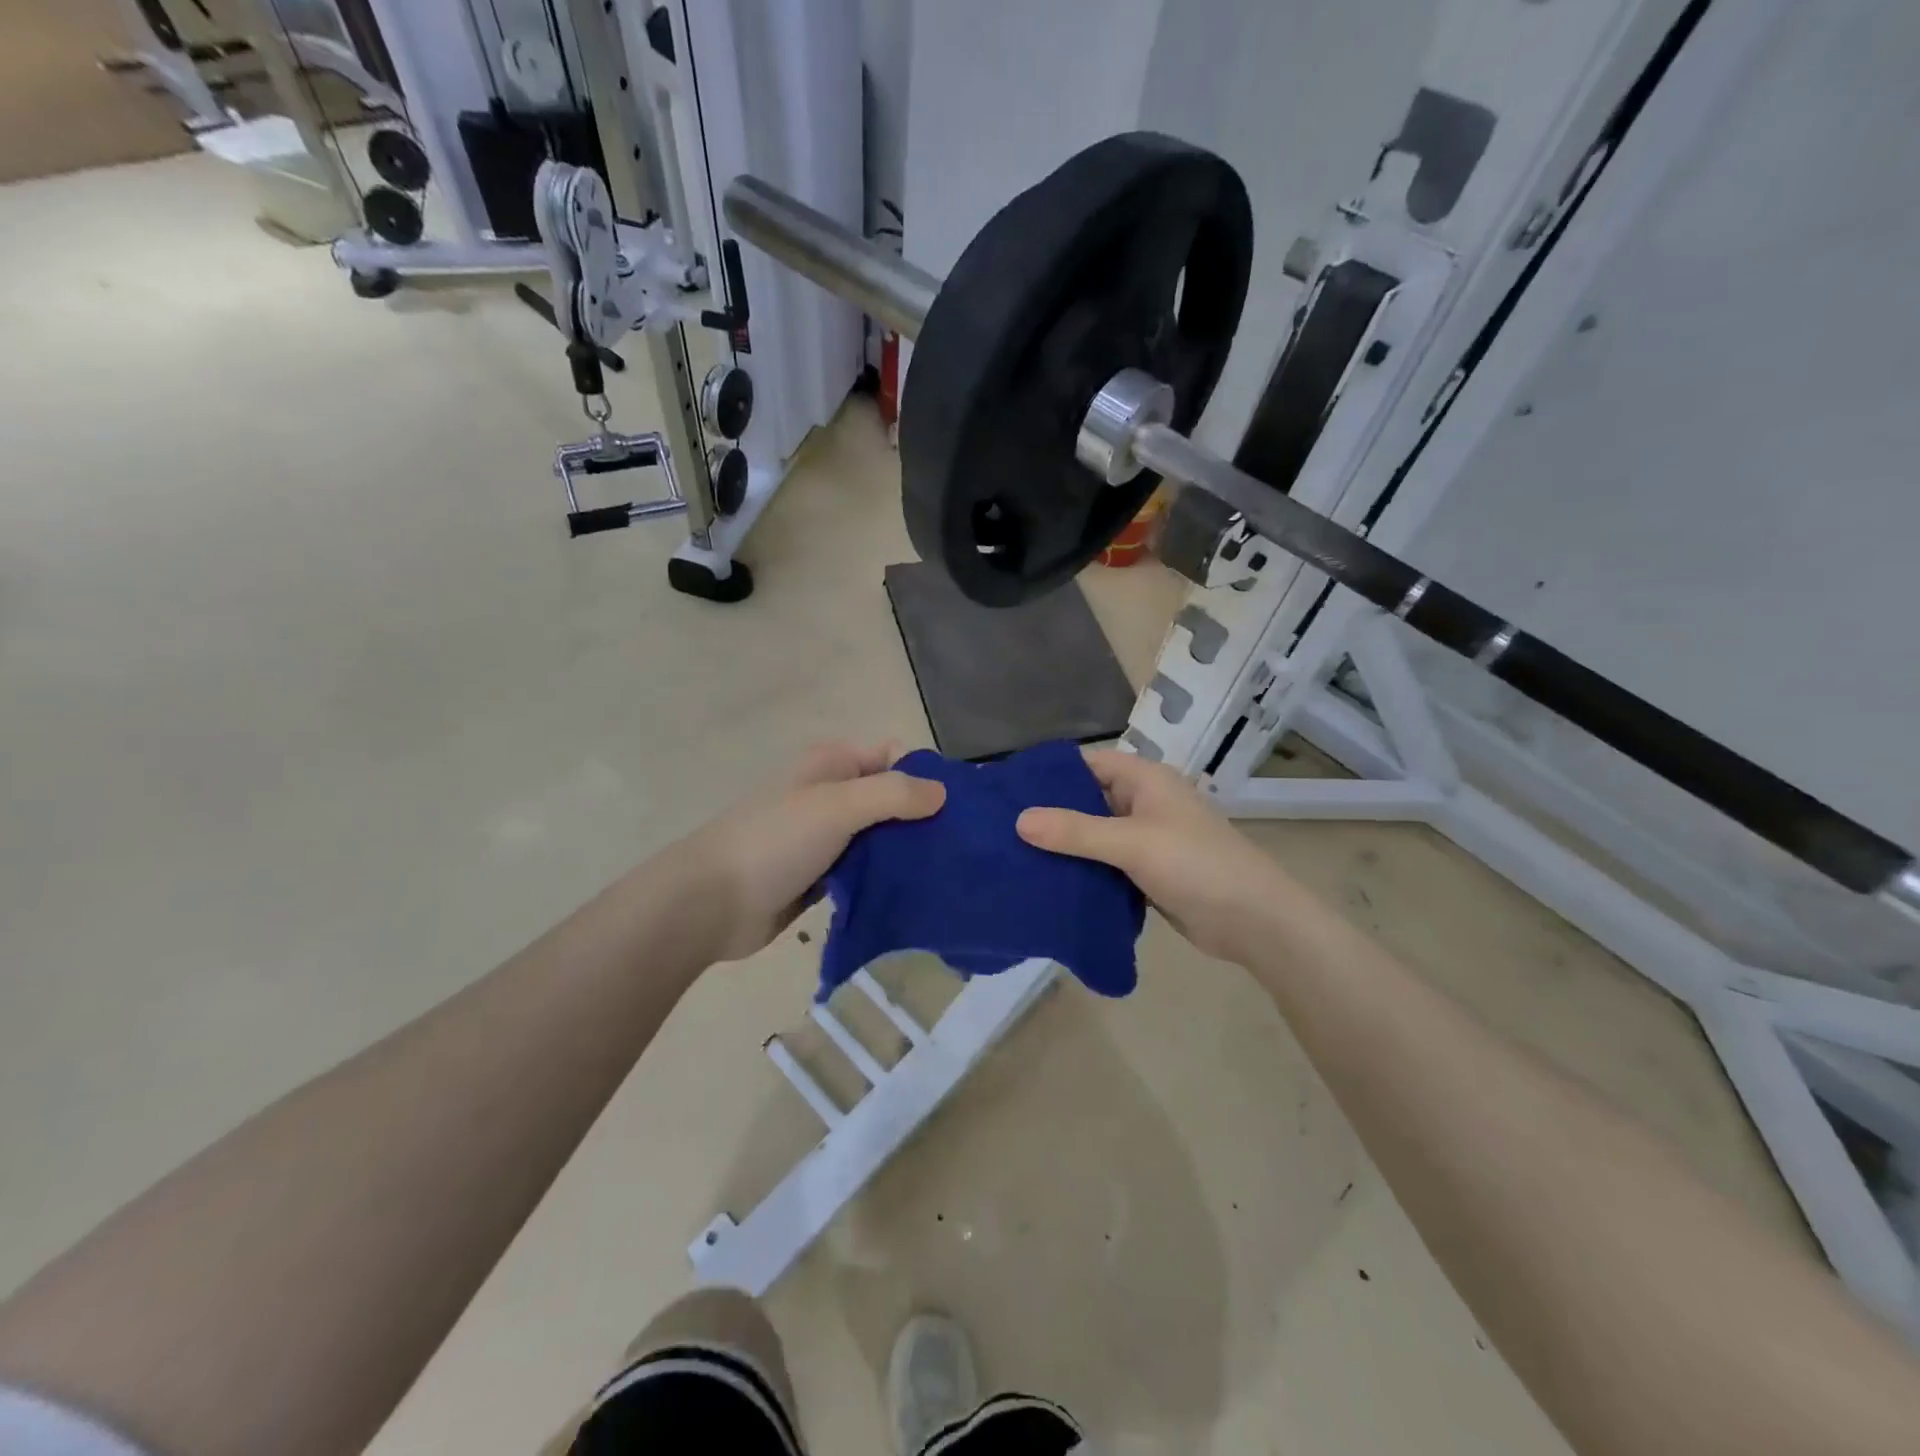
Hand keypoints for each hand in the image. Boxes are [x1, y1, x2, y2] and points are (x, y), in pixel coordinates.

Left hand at [679, 742, 945, 961]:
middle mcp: (832, 795)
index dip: (925, 775)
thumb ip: (893, 794)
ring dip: (907, 852)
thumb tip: (943, 793)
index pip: (894, 756)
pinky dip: (887, 878)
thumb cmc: (776, 841)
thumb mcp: (837, 805)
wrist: (710, 903)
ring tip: (947, 874)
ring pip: (881, 837)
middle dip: (923, 818)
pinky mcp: (823, 876)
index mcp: (833, 764)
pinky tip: (916, 895)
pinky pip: (866, 871)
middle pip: (891, 798)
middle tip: (961, 848)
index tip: (958, 808)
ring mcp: (826, 837)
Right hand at [1016, 748, 1293, 963]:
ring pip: (1094, 835)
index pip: (1086, 765)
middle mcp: (1143, 803)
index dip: (1048, 775)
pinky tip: (1048, 882)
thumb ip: (1075, 831)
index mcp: (1145, 780)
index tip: (1006, 792)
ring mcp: (1146, 839)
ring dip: (1064, 846)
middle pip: (1087, 800)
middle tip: (1000, 829)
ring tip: (1013, 856)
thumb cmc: (1196, 865)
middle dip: (1050, 814)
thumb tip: (1018, 820)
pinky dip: (1082, 870)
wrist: (1254, 920)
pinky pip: (1105, 864)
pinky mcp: (1146, 872)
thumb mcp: (1132, 842)